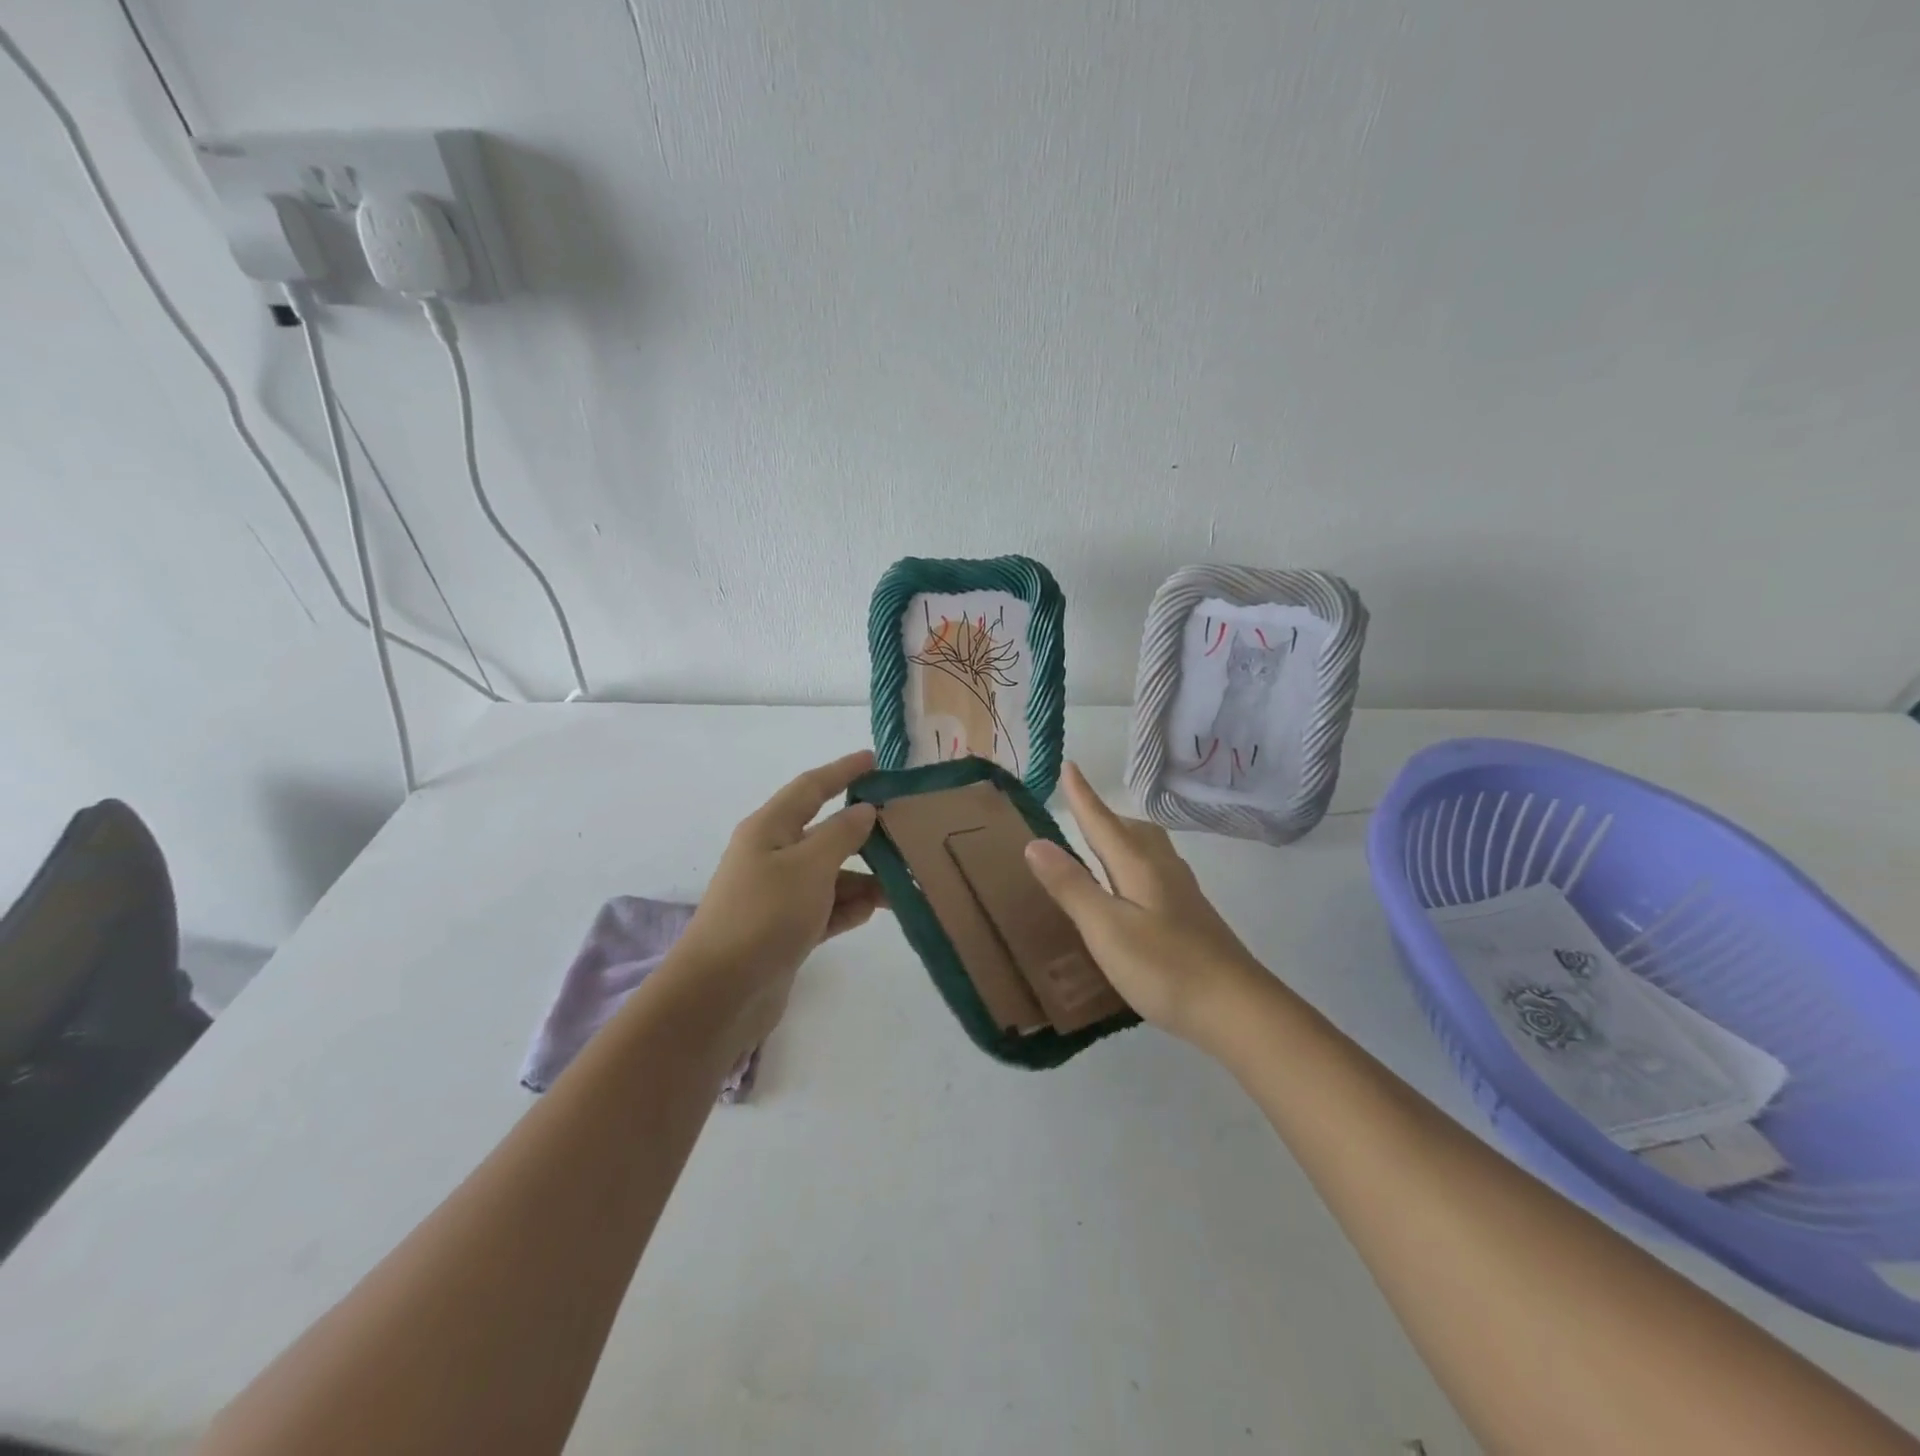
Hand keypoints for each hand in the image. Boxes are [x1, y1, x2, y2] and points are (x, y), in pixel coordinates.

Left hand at [674, 750, 886, 1044]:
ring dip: (864, 877)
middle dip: (864, 833)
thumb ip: (842, 834)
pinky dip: (849, 907)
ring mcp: (778, 895)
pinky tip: (875, 911)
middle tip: (907, 830)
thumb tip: (865, 810)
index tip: (876, 760)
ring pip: (830, 874)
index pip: (812, 787)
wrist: (721, 993)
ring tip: (904, 882)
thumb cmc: (764, 915)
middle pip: (825, 833)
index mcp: (770, 828)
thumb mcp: (809, 866)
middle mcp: (773, 855)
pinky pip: (826, 908)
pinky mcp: (786, 930)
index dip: (843, 771)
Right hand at [1024, 762, 1267, 1046]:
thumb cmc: (1164, 967)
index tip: (1069, 765)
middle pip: (1131, 830)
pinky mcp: (1192, 916)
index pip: (1102, 821)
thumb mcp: (1106, 928)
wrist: (1237, 1009)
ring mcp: (1182, 893)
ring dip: (1122, 839)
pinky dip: (1135, 865)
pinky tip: (1131, 892)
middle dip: (1103, 816)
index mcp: (1138, 865)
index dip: (1083, 795)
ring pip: (1148, 849)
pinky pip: (1156, 871)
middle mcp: (1163, 869)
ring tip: (1101, 848)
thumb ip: (1071, 886)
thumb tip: (1035, 843)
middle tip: (1078, 813)